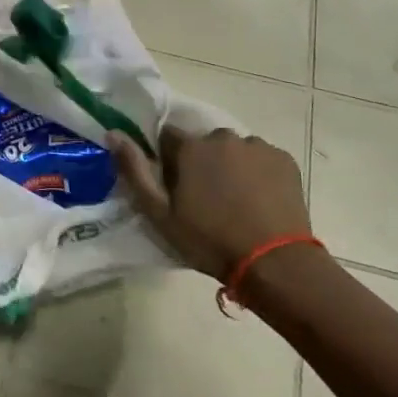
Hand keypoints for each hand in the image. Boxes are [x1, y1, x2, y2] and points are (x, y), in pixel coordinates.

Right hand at [106, 128, 310, 280]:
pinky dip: (257, 173)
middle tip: (207, 199)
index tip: (175, 186)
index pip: (168, 137)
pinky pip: (262, 158)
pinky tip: (259, 200)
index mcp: (190, 147)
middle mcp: (222, 137)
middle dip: (202, 163)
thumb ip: (134, 171)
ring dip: (230, 166)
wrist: (274, 263)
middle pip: (204, 143)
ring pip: (234, 150)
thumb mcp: (160, 213)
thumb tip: (114, 133)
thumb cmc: (210, 240)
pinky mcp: (284, 159)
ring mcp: (257, 146)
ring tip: (237, 202)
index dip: (168, 160)